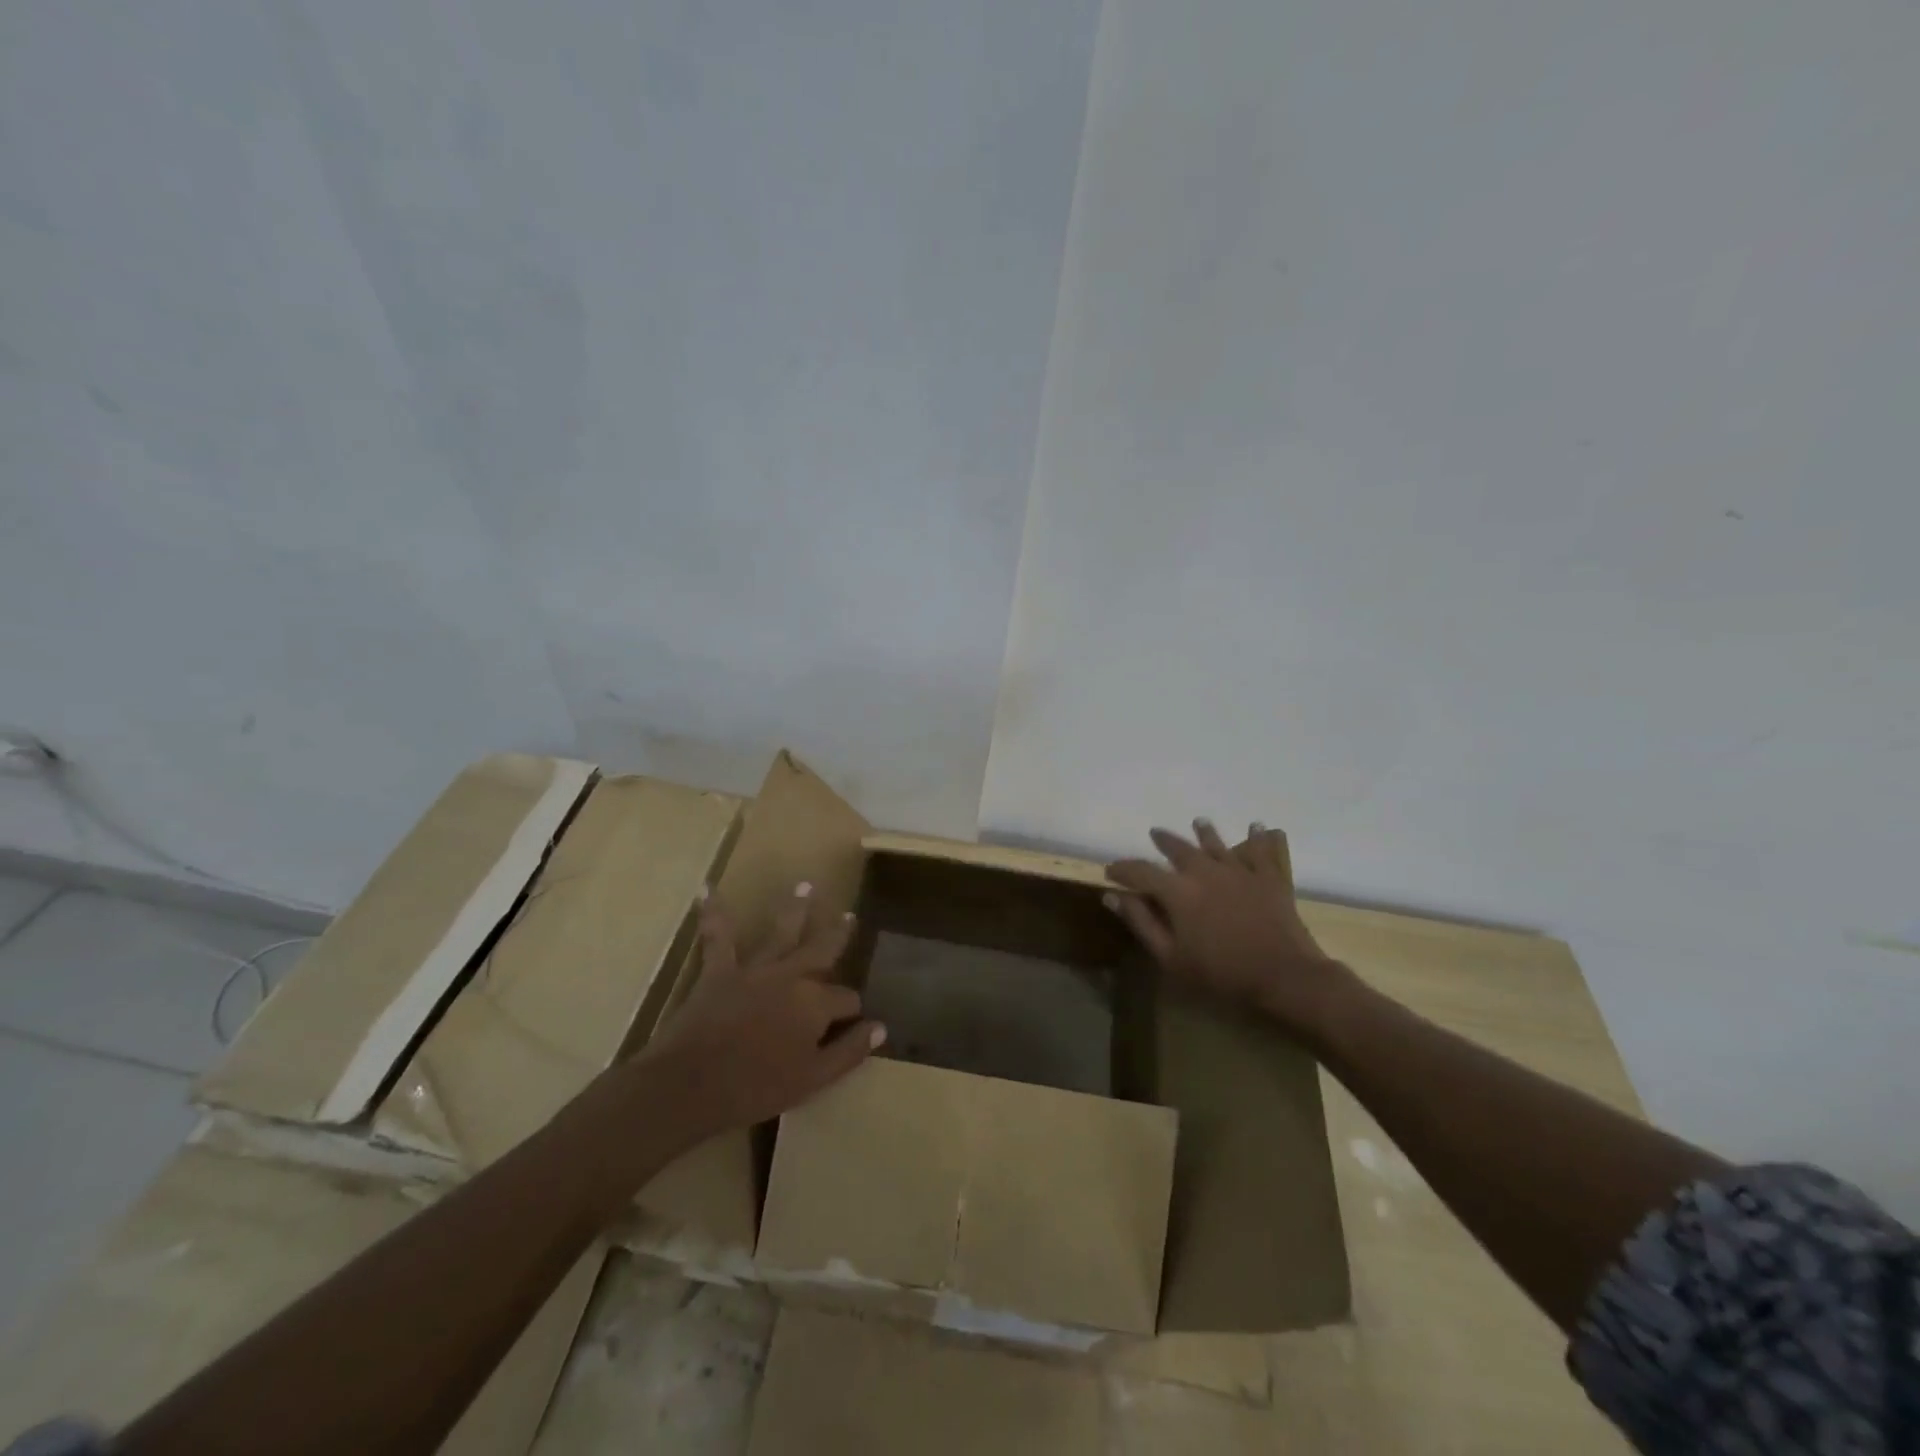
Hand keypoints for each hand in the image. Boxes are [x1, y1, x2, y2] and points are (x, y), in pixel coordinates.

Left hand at [640, 886, 884, 1144]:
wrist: (690, 1084)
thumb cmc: (755, 1087)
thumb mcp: (813, 1079)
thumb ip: (849, 1052)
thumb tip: (880, 1028)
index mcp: (816, 1003)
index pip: (846, 999)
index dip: (852, 1010)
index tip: (853, 1022)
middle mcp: (791, 976)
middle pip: (822, 949)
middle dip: (838, 933)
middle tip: (849, 914)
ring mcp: (755, 969)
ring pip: (781, 932)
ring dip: (795, 909)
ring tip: (805, 887)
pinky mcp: (719, 971)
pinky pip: (717, 936)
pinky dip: (713, 912)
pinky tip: (706, 889)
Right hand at [1106, 821, 1354, 1039]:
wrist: (1285, 977)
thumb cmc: (1221, 973)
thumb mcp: (1170, 957)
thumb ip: (1141, 923)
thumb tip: (1111, 896)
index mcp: (1178, 891)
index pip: (1141, 871)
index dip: (1123, 869)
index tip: (1110, 870)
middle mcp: (1206, 871)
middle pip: (1180, 849)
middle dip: (1164, 841)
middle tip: (1155, 833)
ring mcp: (1240, 872)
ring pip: (1219, 844)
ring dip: (1206, 832)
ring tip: (1199, 822)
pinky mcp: (1269, 878)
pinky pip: (1264, 851)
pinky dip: (1261, 837)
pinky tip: (1260, 827)